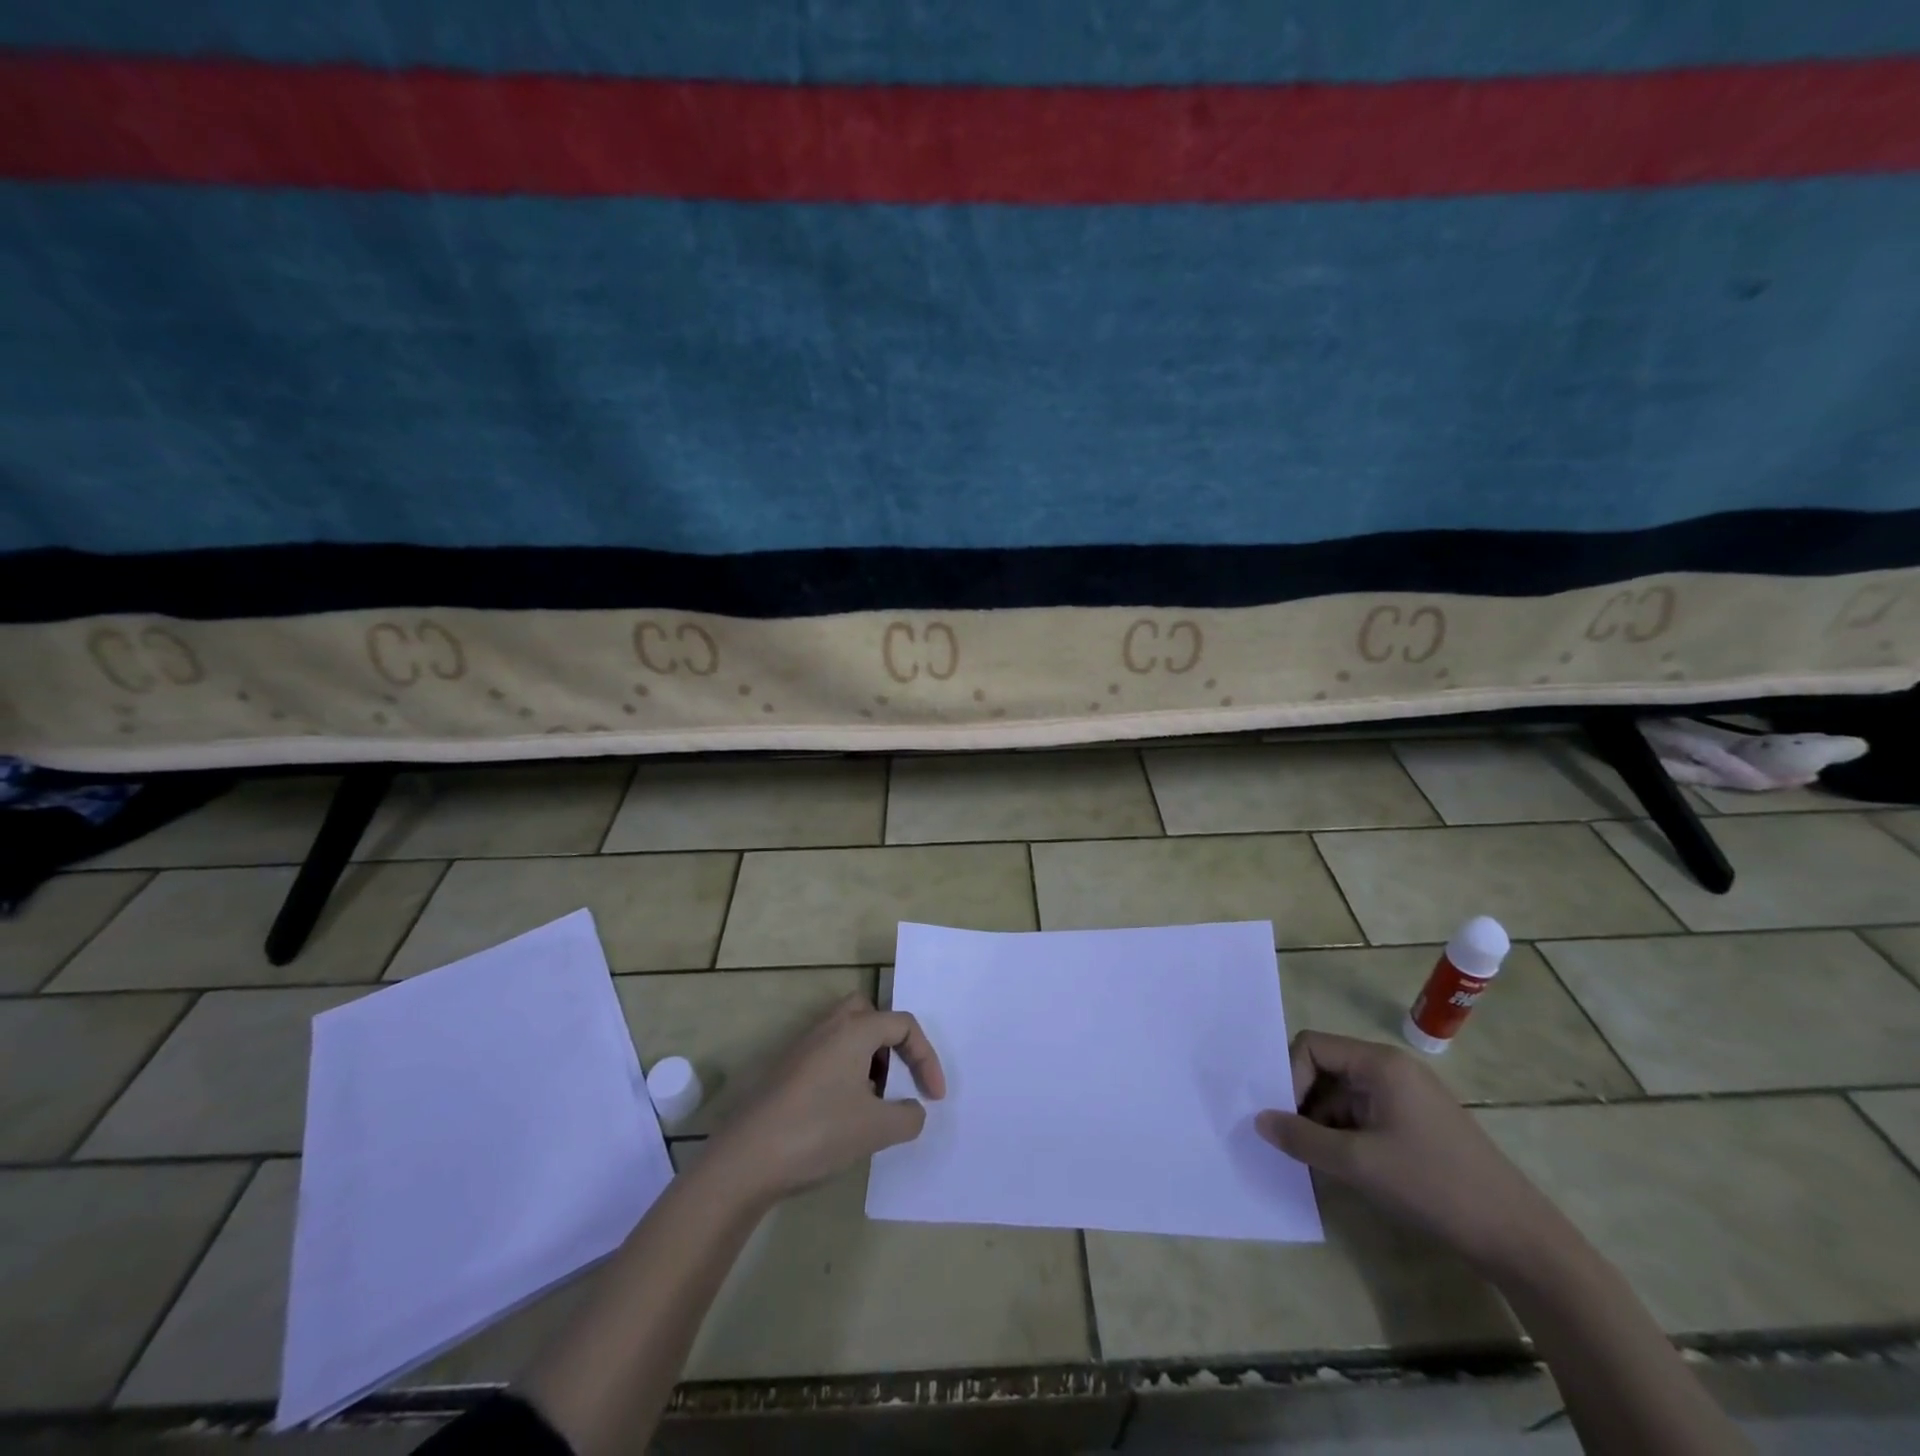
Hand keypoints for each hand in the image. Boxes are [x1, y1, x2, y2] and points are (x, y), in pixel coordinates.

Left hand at [705, 995, 945, 1204]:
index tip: (934, 1097)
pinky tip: (841, 1114)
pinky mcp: (784, 1070)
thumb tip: (914, 1110)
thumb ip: (908, 1116)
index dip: (926, 1057)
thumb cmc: (818, 1132)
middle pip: (869, 1013)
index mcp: (854, 1030)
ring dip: (867, 1059)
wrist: (745, 1159)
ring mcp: (801, 1047)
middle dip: (890, 1042)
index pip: (903, 1024)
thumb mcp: (877, 1129)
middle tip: (894, 1078)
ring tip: (871, 1102)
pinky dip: (844, 1073)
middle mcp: (828, 1027)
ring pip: (846, 1035)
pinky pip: (826, 1055)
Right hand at [1256, 1031, 1567, 1276]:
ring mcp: (1407, 1097)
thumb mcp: (1358, 1163)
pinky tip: (1342, 1168)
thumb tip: (1259, 1120)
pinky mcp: (1416, 1125)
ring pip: (1342, 1095)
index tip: (1286, 1118)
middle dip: (1303, 1101)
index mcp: (1380, 1063)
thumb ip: (1302, 1138)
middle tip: (1290, 1139)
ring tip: (1315, 1161)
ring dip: (1322, 1122)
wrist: (1519, 1240)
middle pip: (1326, 1068)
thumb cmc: (1434, 1186)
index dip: (1290, 1075)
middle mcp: (1392, 1070)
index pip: (1312, 1046)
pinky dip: (1345, 1136)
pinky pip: (1364, 1115)